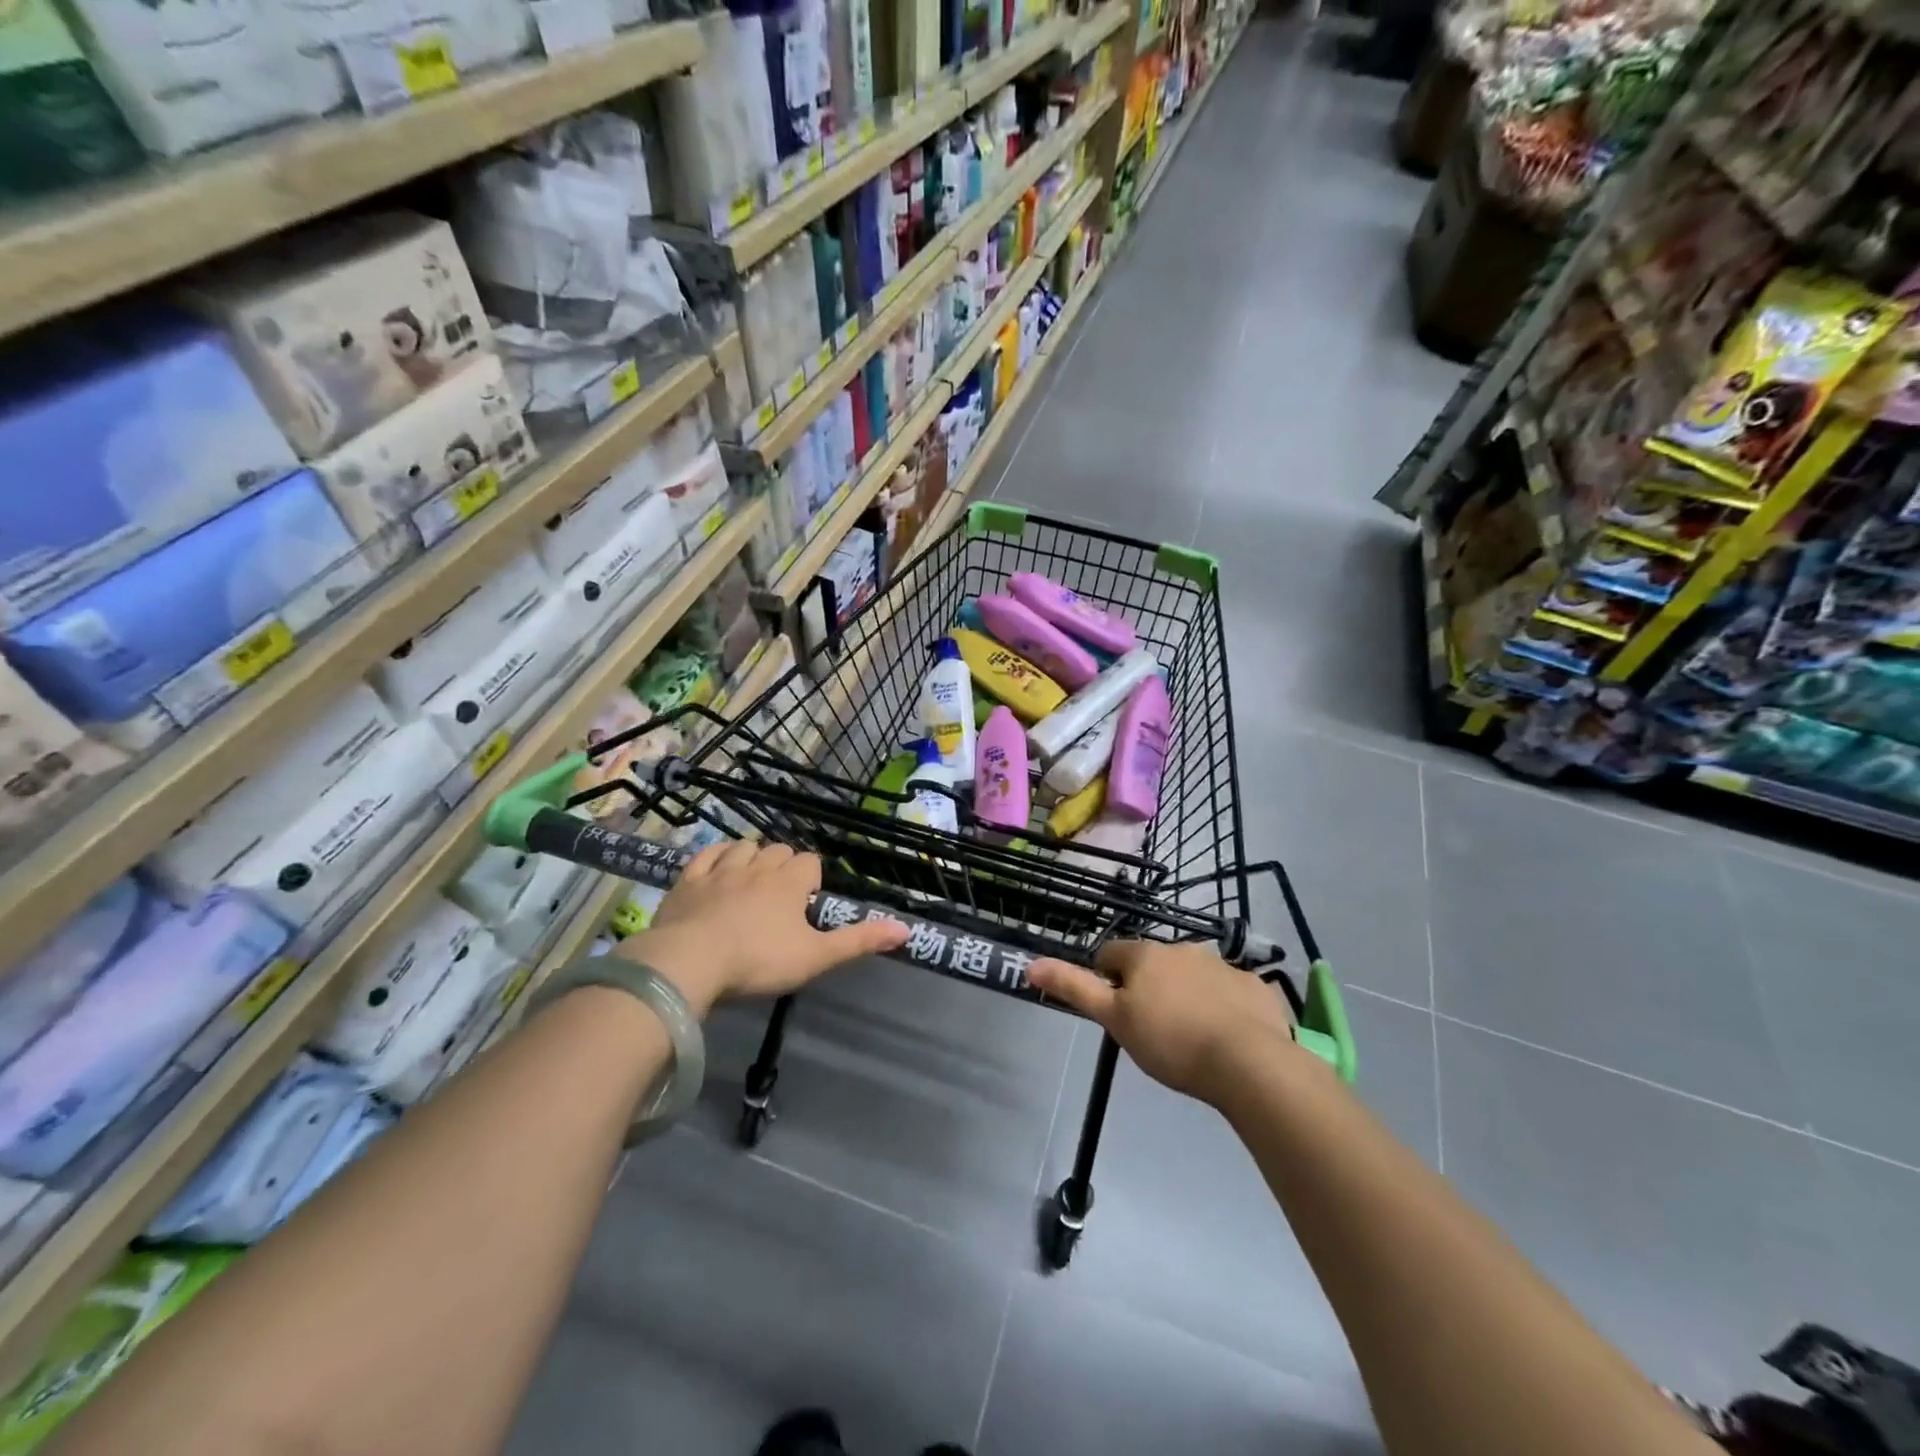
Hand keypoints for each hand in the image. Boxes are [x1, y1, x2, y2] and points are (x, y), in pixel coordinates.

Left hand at [619, 841, 907, 1013]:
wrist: (689, 963)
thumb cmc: (758, 961)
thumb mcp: (815, 957)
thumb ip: (858, 941)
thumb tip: (906, 929)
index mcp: (789, 882)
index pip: (810, 862)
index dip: (812, 878)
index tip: (807, 901)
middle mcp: (758, 866)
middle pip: (778, 850)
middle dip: (784, 865)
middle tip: (782, 895)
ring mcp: (720, 870)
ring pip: (744, 847)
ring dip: (752, 856)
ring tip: (752, 879)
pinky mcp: (688, 880)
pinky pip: (707, 855)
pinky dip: (716, 856)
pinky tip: (718, 867)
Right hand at [1028, 940, 1300, 1105]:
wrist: (1248, 1062)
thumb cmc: (1170, 1041)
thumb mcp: (1114, 1019)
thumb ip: (1074, 988)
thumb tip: (1031, 964)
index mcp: (1145, 955)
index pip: (1110, 954)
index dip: (1105, 980)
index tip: (1113, 1012)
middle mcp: (1182, 948)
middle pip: (1152, 963)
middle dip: (1147, 987)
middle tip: (1149, 1029)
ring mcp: (1222, 965)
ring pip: (1190, 975)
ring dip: (1184, 994)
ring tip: (1188, 1036)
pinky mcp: (1253, 986)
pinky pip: (1228, 991)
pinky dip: (1221, 1005)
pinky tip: (1225, 1037)